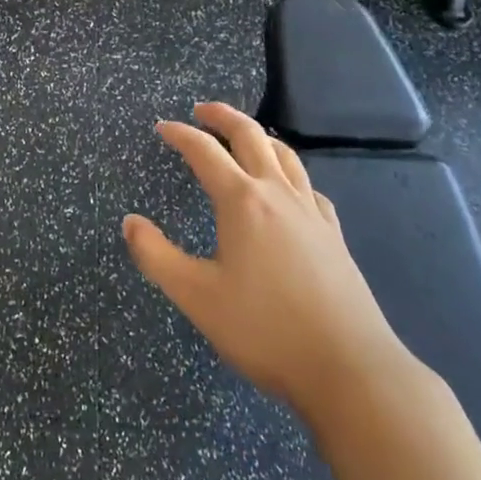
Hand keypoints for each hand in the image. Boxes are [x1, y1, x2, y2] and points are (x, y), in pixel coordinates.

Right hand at [123, 103, 406, 428]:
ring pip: (286, 156)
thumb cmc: (264, 329)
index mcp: (242, 202)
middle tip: (202, 110)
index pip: (205, 152)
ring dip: (260, 136)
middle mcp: (279, 195)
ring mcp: (312, 213)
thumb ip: (156, 256)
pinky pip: (309, 187)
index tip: (163, 127)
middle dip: (224, 117)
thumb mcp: (195, 296)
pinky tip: (289, 188)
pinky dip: (290, 172)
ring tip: (244, 136)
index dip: (181, 135)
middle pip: (251, 137)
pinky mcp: (334, 236)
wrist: (350, 369)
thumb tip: (130, 222)